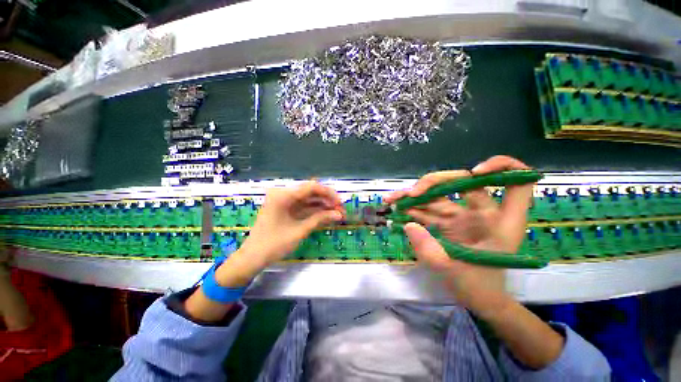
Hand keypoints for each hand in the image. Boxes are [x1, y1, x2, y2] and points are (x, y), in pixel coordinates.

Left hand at [219, 181, 344, 283]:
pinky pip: (302, 206)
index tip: (340, 202)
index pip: (311, 187)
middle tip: (340, 209)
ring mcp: (283, 201)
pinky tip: (325, 215)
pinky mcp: (285, 208)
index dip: (328, 193)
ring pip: (308, 199)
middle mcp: (283, 194)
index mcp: (283, 195)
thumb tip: (339, 214)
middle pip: (310, 192)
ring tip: (336, 213)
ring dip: (322, 205)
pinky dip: (314, 210)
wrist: (252, 257)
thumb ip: (320, 219)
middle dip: (327, 200)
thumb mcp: (299, 231)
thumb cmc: (274, 244)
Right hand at [387, 155, 534, 318]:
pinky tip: (395, 206)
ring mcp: (461, 216)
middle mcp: (481, 212)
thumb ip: (430, 250)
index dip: (501, 167)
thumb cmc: (478, 287)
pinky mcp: (446, 222)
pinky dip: (411, 207)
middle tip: (412, 194)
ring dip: (413, 194)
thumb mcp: (454, 271)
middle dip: (433, 182)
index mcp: (499, 221)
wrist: (476, 299)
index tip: (476, 171)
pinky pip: (427, 209)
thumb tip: (409, 225)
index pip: (517, 183)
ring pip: (437, 194)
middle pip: (461, 181)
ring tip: (392, 198)